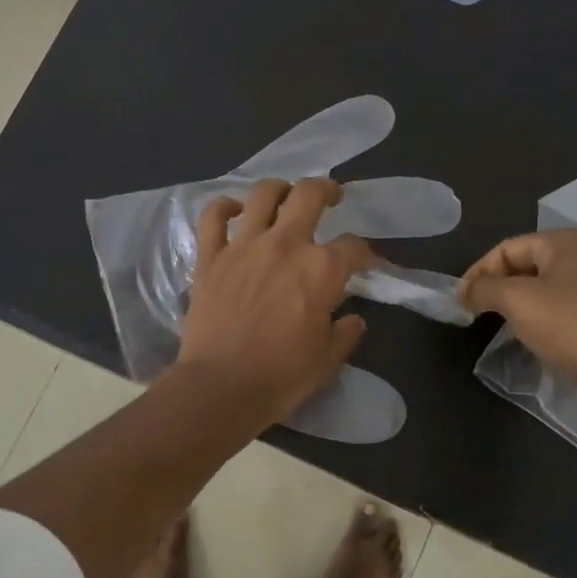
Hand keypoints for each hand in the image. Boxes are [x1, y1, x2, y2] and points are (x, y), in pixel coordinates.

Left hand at [176, 178, 375, 430]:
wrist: (221, 388)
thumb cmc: (281, 377)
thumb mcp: (328, 361)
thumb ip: (346, 334)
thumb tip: (353, 319)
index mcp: (321, 270)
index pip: (353, 247)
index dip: (365, 253)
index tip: (365, 263)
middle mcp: (285, 245)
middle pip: (310, 195)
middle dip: (327, 190)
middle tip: (331, 197)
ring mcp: (243, 246)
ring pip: (263, 194)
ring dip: (279, 189)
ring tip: (285, 196)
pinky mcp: (211, 257)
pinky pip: (213, 217)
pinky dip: (225, 207)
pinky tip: (235, 210)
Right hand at [460, 229, 576, 395]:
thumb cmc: (565, 324)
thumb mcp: (514, 299)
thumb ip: (483, 289)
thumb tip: (465, 292)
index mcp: (565, 242)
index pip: (507, 248)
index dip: (479, 271)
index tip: (460, 299)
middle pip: (525, 264)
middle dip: (496, 285)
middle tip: (474, 310)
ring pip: (542, 286)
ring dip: (515, 301)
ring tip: (496, 321)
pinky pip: (559, 305)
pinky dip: (537, 314)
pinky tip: (528, 333)